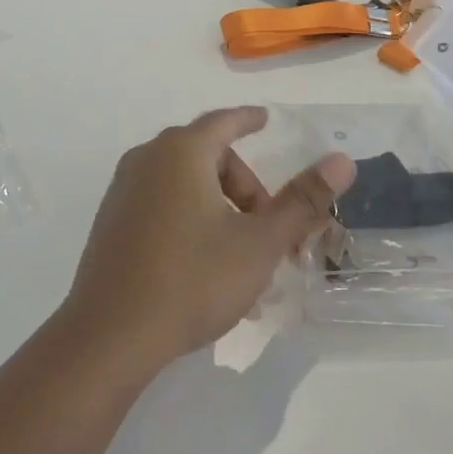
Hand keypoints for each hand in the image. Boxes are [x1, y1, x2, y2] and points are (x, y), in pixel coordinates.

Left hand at [59, 107, 354, 375]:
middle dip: (245, 187)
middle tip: (272, 230)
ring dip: (220, 207)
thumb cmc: (192, 280)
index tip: (266, 119)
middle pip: (207, 156)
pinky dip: (190, 218)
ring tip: (243, 256)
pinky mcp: (111, 221)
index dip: (249, 119)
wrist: (110, 334)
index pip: (224, 121)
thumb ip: (302, 201)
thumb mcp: (259, 243)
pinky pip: (161, 203)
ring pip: (184, 183)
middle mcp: (147, 159)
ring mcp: (123, 190)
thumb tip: (341, 161)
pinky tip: (204, 265)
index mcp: (181, 152)